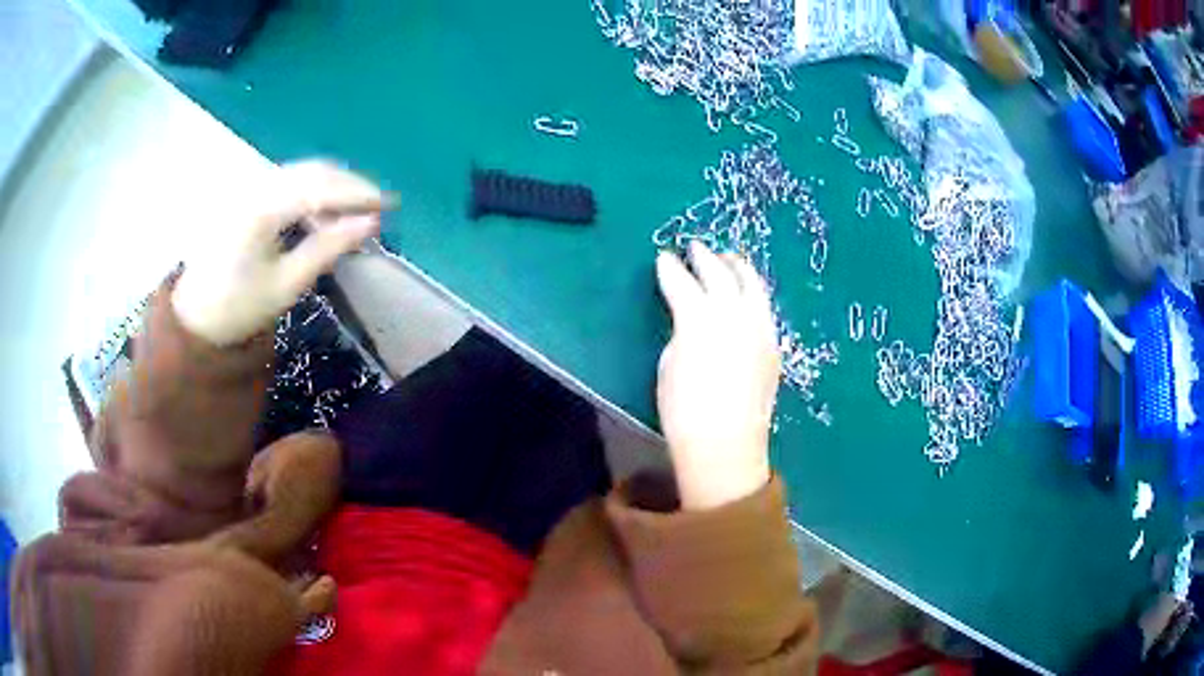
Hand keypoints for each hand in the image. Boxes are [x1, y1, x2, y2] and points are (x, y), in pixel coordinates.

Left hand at [172, 160, 394, 345]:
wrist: (195, 316)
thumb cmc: (239, 307)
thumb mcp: (286, 285)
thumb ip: (328, 248)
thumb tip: (370, 224)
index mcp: (261, 210)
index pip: (319, 188)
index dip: (358, 193)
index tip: (390, 205)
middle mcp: (255, 186)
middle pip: (313, 171)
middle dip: (350, 185)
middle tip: (378, 206)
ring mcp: (249, 186)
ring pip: (302, 172)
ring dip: (334, 186)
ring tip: (357, 210)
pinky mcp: (247, 193)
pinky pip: (289, 180)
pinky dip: (313, 191)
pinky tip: (325, 211)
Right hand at [655, 242, 780, 509]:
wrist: (726, 445)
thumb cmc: (685, 410)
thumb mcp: (670, 364)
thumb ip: (681, 330)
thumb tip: (691, 319)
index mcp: (701, 319)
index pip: (683, 282)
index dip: (671, 268)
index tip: (664, 257)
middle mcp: (736, 315)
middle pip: (722, 274)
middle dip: (707, 258)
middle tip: (696, 247)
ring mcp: (760, 329)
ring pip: (753, 286)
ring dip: (737, 268)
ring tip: (729, 259)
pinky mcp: (774, 346)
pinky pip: (764, 308)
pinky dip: (752, 293)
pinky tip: (746, 294)